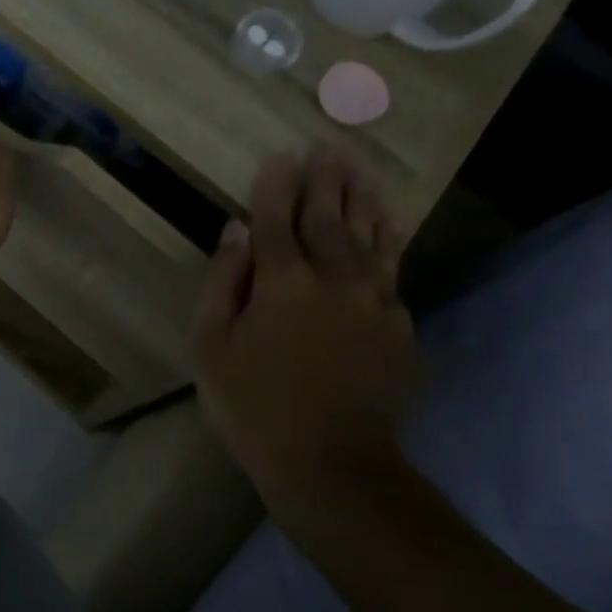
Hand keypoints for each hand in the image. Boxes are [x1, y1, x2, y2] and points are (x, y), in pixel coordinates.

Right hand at [194, 147, 421, 534]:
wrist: (332, 463)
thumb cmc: (253, 406)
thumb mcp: (212, 346)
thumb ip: (223, 282)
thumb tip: (234, 230)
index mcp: (281, 283)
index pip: (275, 220)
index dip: (275, 186)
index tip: (280, 155)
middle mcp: (332, 280)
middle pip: (328, 219)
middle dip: (324, 181)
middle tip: (328, 148)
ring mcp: (373, 302)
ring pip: (369, 237)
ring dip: (362, 200)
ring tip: (361, 171)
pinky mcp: (399, 327)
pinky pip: (394, 270)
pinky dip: (391, 240)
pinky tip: (391, 224)